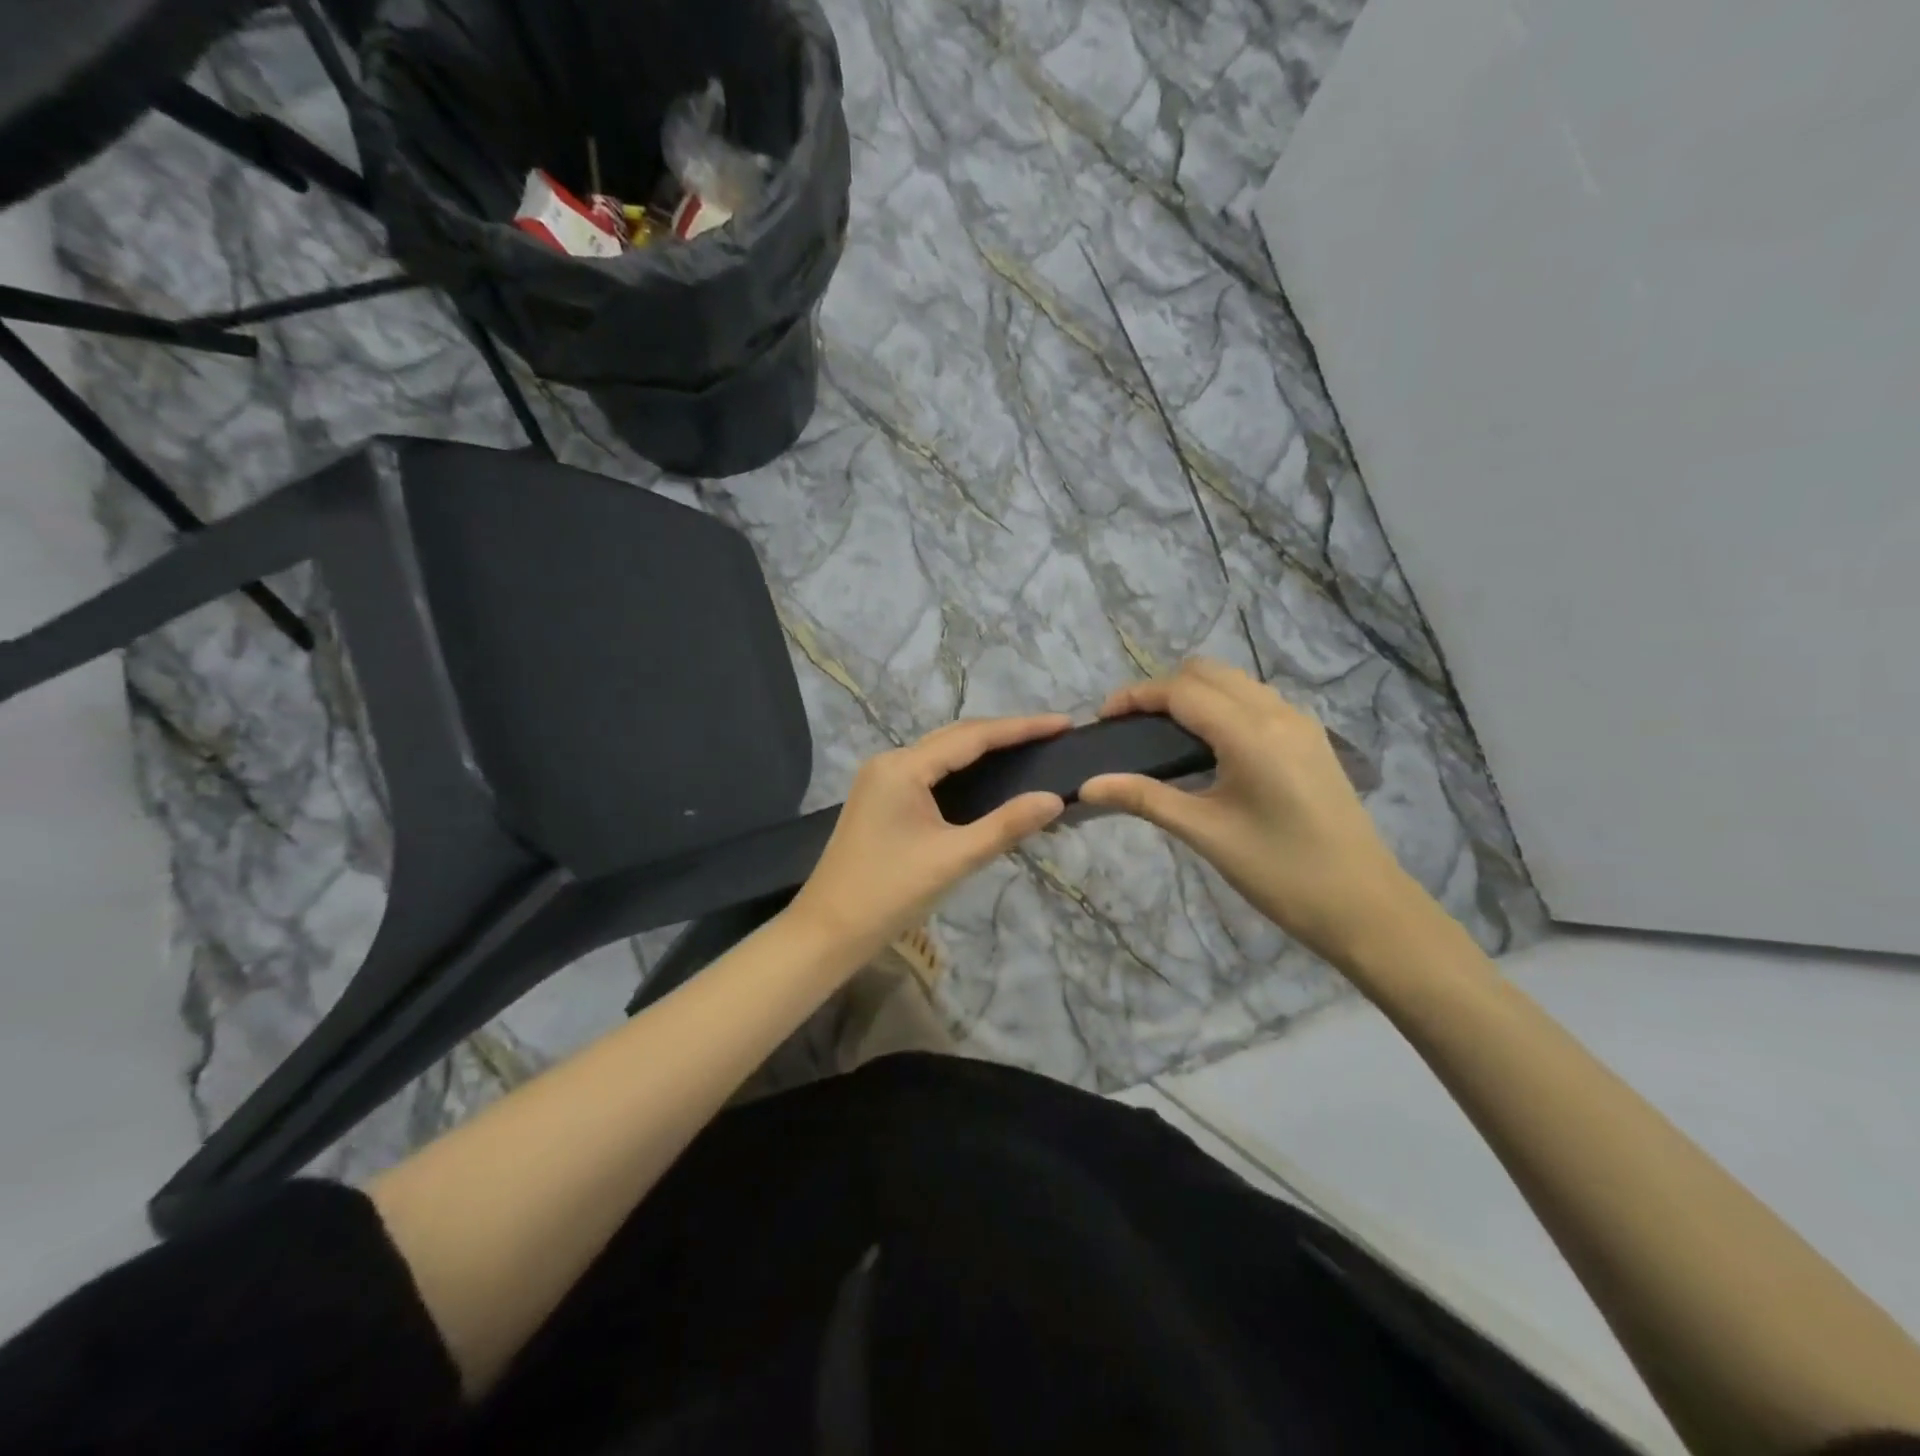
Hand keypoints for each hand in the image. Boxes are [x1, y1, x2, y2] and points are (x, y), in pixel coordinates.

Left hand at [790, 715, 1071, 965]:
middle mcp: (890, 762)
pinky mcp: (881, 799)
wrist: (828, 931)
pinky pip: (930, 774)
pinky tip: (988, 781)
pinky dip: (963, 772)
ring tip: (1029, 751)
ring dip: (984, 751)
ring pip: (942, 755)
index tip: (1063, 723)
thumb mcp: (953, 859)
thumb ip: (1006, 826)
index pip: (972, 737)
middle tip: (1051, 736)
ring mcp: (881, 780)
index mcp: (903, 767)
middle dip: (1004, 734)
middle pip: (956, 738)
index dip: (1021, 728)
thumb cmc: (889, 893)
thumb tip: (1054, 799)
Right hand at [1080, 659, 1420, 967]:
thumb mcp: (1206, 833)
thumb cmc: (1280, 872)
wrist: (1365, 906)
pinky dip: (1223, 706)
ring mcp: (1301, 724)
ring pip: (1235, 683)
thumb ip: (1145, 798)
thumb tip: (1088, 785)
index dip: (1136, 696)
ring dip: (1194, 694)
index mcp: (1251, 733)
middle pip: (1208, 672)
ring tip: (1163, 734)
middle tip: (1131, 727)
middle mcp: (1278, 713)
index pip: (1181, 691)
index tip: (1103, 718)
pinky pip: (1257, 701)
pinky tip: (1209, 746)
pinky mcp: (1311, 740)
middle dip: (1163, 689)